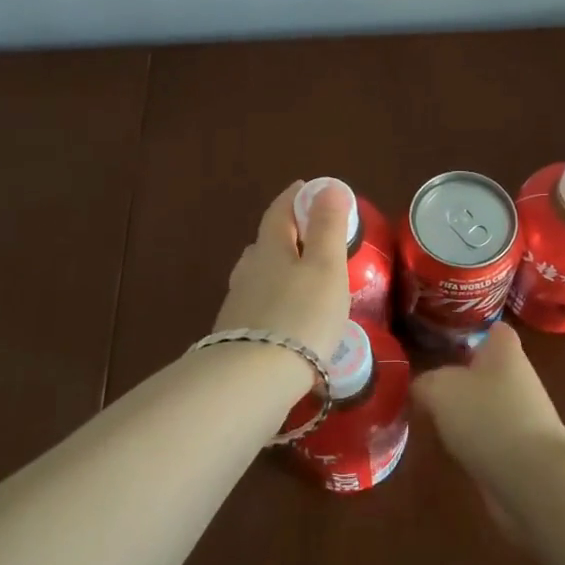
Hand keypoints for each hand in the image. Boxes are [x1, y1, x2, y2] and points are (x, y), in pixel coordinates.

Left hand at [214, 179, 352, 361]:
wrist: (253, 379)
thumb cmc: (301, 315)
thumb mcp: (325, 267)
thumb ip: (327, 227)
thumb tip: (327, 185)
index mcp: (270, 248)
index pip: (279, 212)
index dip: (294, 198)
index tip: (306, 188)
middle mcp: (248, 271)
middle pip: (266, 244)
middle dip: (286, 235)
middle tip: (308, 237)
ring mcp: (238, 305)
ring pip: (258, 276)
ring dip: (278, 271)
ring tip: (300, 279)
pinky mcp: (236, 337)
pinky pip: (258, 307)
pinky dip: (274, 303)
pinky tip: (286, 320)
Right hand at [411, 323, 564, 496]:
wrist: (533, 480)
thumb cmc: (488, 417)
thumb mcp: (440, 389)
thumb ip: (425, 382)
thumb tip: (422, 387)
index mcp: (505, 351)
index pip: (494, 329)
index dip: (472, 331)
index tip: (444, 341)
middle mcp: (518, 378)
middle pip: (487, 369)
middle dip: (460, 376)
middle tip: (426, 384)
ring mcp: (523, 417)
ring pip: (487, 404)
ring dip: (464, 412)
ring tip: (431, 418)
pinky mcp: (522, 451)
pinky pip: (490, 437)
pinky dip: (473, 442)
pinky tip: (451, 450)